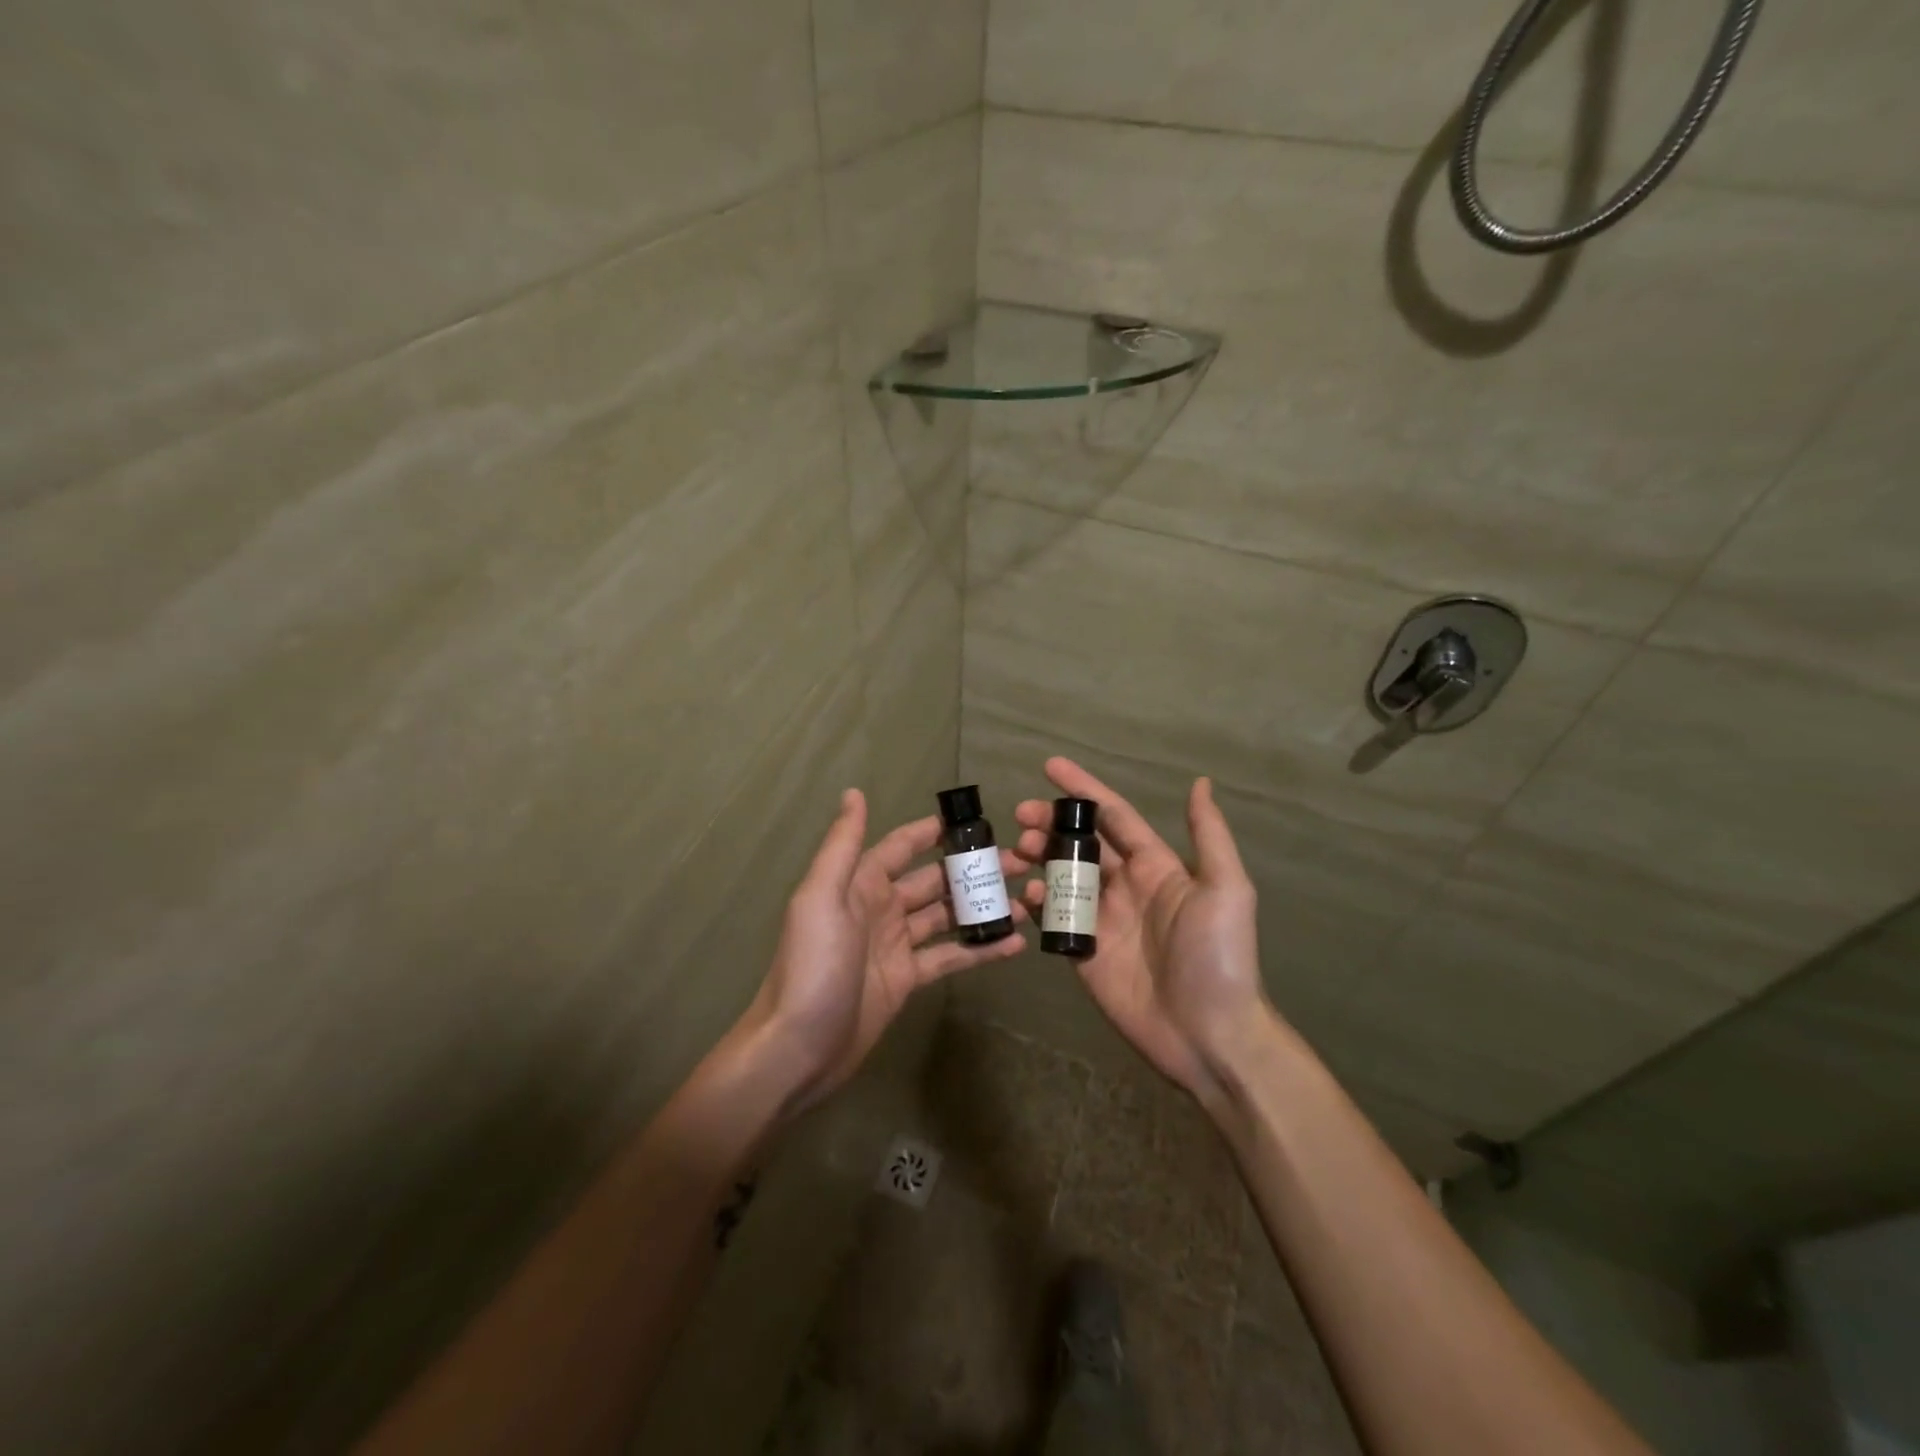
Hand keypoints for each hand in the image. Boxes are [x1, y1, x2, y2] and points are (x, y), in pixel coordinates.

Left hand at [743, 789, 1028, 1110]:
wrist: (799, 1047)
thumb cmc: (812, 965)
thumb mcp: (822, 898)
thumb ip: (842, 845)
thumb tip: (854, 792)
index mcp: (860, 883)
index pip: (902, 846)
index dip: (934, 832)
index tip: (977, 821)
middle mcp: (880, 908)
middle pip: (933, 880)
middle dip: (971, 869)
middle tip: (1021, 862)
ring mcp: (896, 945)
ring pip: (946, 916)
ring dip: (981, 907)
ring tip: (1026, 899)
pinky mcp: (907, 979)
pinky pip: (949, 956)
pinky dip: (979, 949)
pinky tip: (1013, 944)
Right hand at [1014, 758, 1273, 1106]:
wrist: (1208, 1035)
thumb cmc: (1218, 956)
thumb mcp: (1225, 889)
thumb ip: (1209, 835)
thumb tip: (1200, 782)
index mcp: (1156, 866)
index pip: (1114, 816)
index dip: (1083, 790)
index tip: (1050, 767)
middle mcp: (1125, 886)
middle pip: (1080, 842)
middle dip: (1051, 822)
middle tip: (1021, 814)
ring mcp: (1102, 920)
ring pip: (1062, 876)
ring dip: (1040, 857)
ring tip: (1017, 849)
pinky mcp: (1084, 952)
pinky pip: (1054, 919)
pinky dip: (1037, 902)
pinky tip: (1028, 894)